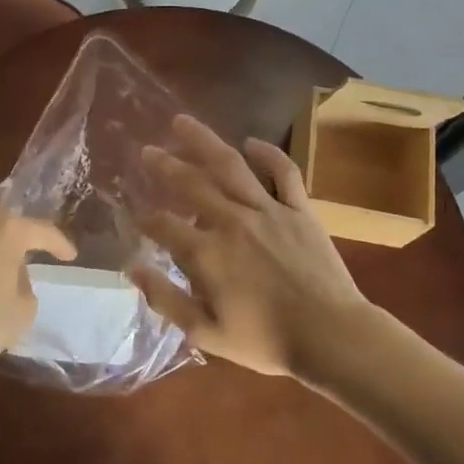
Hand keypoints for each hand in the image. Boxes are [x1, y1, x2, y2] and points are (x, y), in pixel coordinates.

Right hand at [132, 115, 373, 378]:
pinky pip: (282, 172)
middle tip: (147, 150)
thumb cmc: (266, 341)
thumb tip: (132, 267)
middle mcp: (232, 221)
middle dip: (164, 165)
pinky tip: (251, 141)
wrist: (331, 335)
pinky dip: (267, 153)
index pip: (164, 226)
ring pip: (230, 165)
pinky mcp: (299, 208)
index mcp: (207, 254)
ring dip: (203, 140)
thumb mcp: (206, 333)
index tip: (138, 216)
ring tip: (182, 122)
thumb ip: (166, 299)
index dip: (147, 220)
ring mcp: (268, 209)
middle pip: (191, 184)